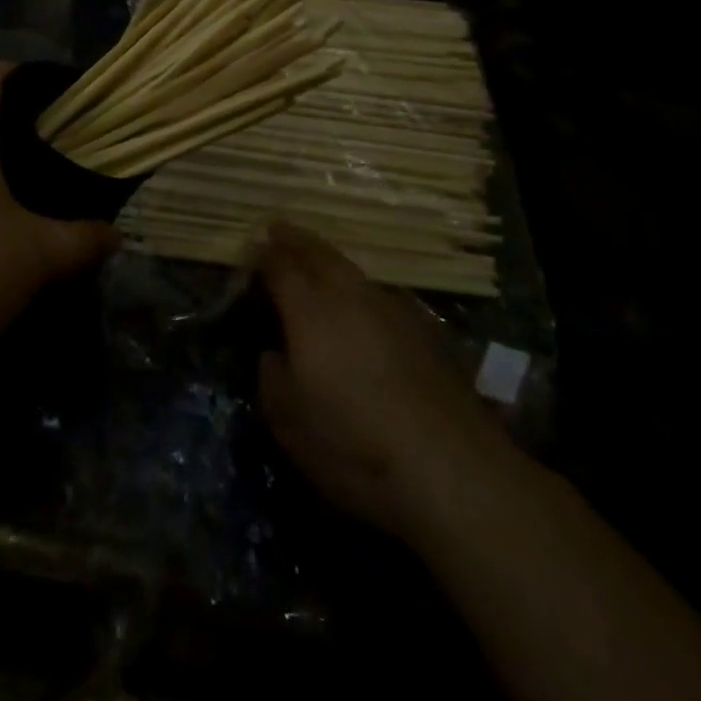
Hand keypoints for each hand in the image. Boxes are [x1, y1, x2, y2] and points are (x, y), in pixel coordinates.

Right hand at [256, 223, 516, 541]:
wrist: (452, 469)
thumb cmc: (354, 446)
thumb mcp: (288, 423)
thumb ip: (271, 377)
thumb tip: (273, 353)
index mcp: (310, 309)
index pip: (280, 265)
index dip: (262, 255)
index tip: (249, 251)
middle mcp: (350, 295)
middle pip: (318, 252)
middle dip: (295, 239)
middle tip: (278, 230)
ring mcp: (391, 307)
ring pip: (351, 269)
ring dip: (328, 259)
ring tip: (315, 261)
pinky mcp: (424, 329)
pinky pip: (378, 291)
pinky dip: (358, 287)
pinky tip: (358, 304)